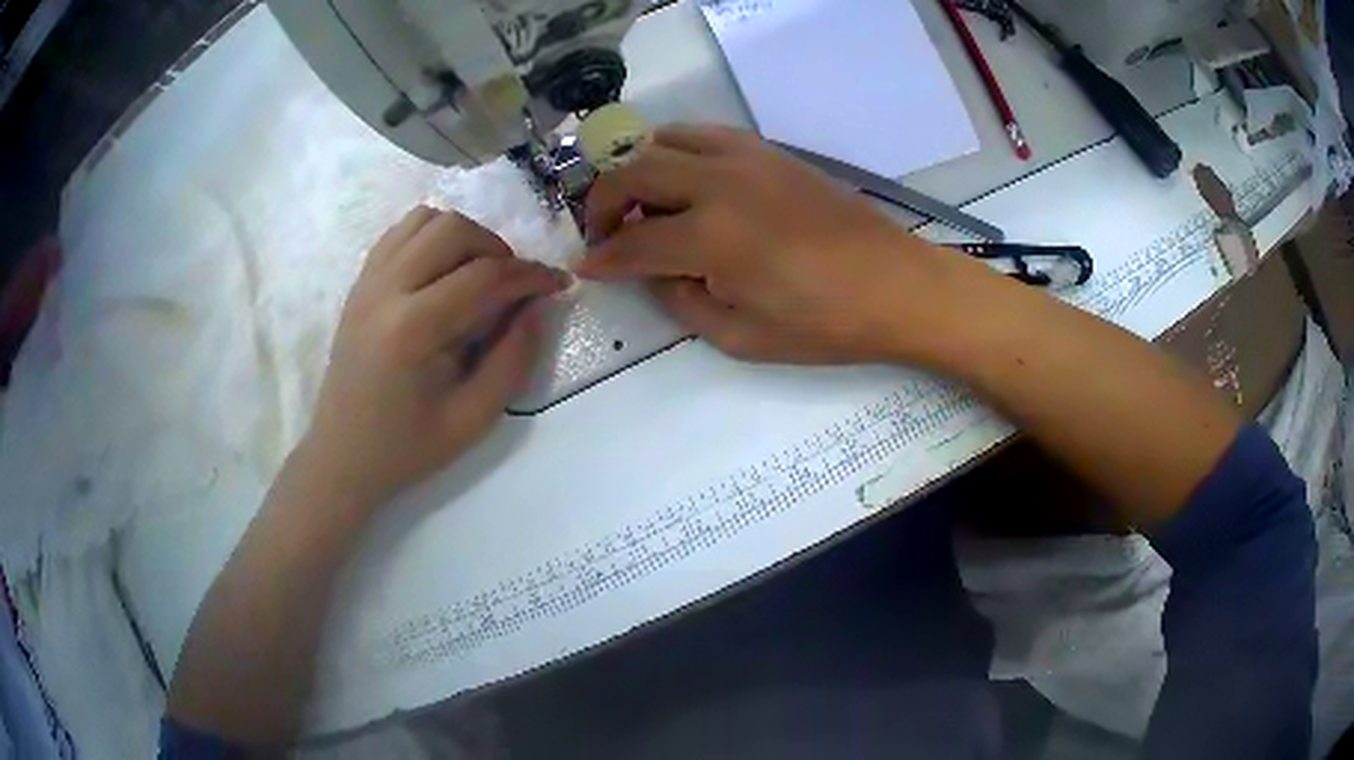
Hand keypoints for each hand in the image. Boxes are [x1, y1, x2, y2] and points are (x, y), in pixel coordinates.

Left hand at [299, 207, 568, 511]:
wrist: (342, 454)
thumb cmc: (407, 447)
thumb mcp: (473, 419)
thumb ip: (513, 360)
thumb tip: (537, 307)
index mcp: (413, 330)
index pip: (484, 276)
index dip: (531, 275)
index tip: (558, 284)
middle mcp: (386, 290)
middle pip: (454, 230)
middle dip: (498, 250)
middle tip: (513, 286)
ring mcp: (368, 281)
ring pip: (427, 219)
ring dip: (464, 237)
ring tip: (479, 274)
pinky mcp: (360, 282)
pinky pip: (401, 231)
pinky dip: (433, 236)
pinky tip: (444, 270)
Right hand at [575, 125, 989, 364]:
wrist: (896, 286)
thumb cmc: (825, 324)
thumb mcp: (743, 337)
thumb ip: (683, 302)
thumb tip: (656, 275)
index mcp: (712, 236)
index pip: (634, 242)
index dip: (603, 258)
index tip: (588, 268)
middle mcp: (719, 183)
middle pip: (634, 173)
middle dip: (603, 202)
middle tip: (603, 232)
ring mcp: (747, 158)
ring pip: (665, 139)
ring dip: (637, 166)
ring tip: (638, 200)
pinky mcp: (770, 152)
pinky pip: (704, 134)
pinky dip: (676, 150)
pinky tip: (684, 180)